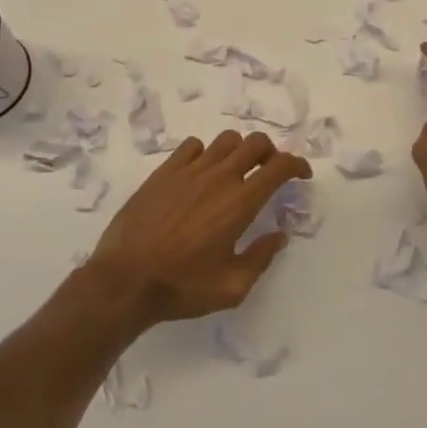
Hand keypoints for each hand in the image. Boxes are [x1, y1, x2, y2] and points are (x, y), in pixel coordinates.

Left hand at [86, 130, 310, 327]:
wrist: (125, 279)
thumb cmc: (182, 287)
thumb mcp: (232, 288)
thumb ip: (261, 258)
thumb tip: (279, 235)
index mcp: (240, 202)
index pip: (279, 166)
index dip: (296, 165)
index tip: (301, 175)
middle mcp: (219, 177)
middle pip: (255, 142)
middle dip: (270, 152)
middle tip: (269, 171)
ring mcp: (190, 170)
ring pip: (226, 140)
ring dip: (239, 151)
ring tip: (235, 171)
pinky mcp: (164, 171)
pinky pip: (193, 146)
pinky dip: (205, 153)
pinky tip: (200, 173)